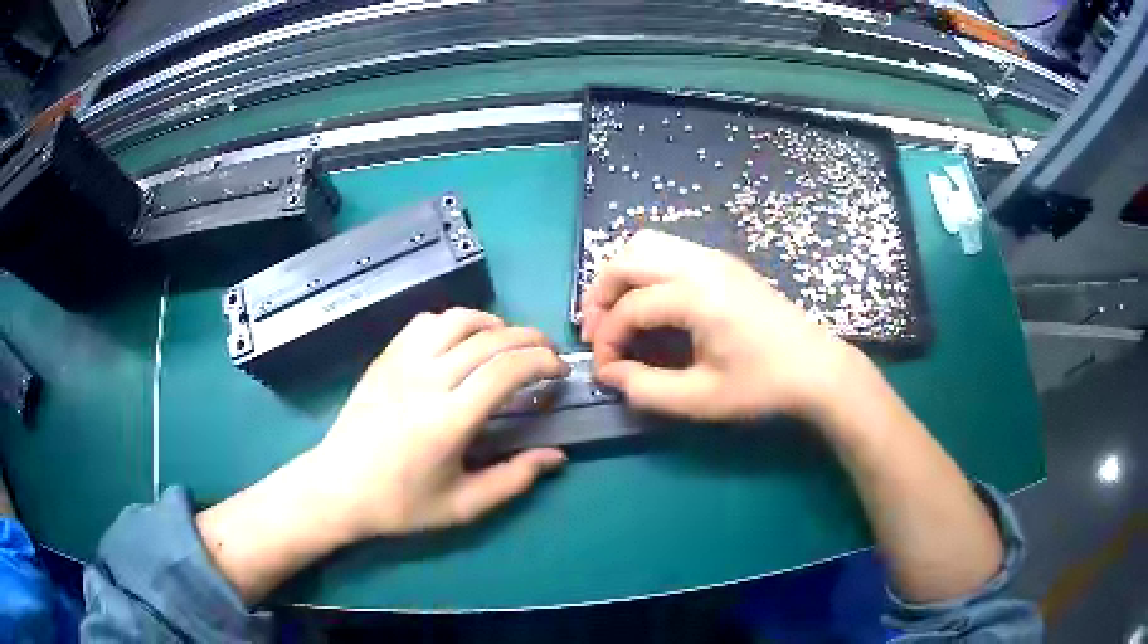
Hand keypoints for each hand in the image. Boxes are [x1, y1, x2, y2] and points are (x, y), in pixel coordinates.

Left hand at [312, 308, 569, 538]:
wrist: (337, 488)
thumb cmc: (400, 504)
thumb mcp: (463, 506)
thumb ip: (514, 479)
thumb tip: (557, 457)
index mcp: (449, 420)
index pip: (507, 370)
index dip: (543, 361)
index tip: (560, 371)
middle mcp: (427, 380)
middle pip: (490, 339)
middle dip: (529, 338)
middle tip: (546, 352)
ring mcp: (401, 363)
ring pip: (457, 320)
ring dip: (492, 324)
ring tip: (507, 342)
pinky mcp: (385, 358)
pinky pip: (425, 323)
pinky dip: (453, 322)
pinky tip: (460, 342)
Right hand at [582, 230, 857, 421]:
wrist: (816, 367)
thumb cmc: (762, 386)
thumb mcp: (701, 399)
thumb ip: (646, 388)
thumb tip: (609, 374)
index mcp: (697, 297)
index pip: (629, 309)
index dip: (607, 341)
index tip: (604, 371)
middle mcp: (701, 264)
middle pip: (628, 259)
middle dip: (601, 295)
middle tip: (595, 332)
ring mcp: (714, 257)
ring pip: (647, 244)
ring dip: (622, 275)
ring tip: (617, 312)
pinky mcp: (724, 261)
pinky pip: (669, 248)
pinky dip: (646, 269)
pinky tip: (651, 301)